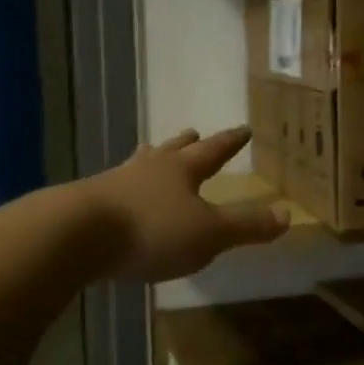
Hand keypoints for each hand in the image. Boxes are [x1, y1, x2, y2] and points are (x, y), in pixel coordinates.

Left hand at [86, 127, 288, 281]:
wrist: (75, 236)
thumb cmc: (152, 230)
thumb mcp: (209, 233)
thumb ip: (247, 225)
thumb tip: (288, 214)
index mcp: (181, 171)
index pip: (213, 151)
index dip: (230, 142)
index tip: (243, 128)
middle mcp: (148, 169)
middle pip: (171, 151)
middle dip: (186, 144)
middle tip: (192, 132)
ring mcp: (113, 184)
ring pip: (139, 165)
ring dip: (151, 160)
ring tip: (151, 153)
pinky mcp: (87, 205)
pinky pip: (114, 190)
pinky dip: (125, 190)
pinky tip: (119, 198)